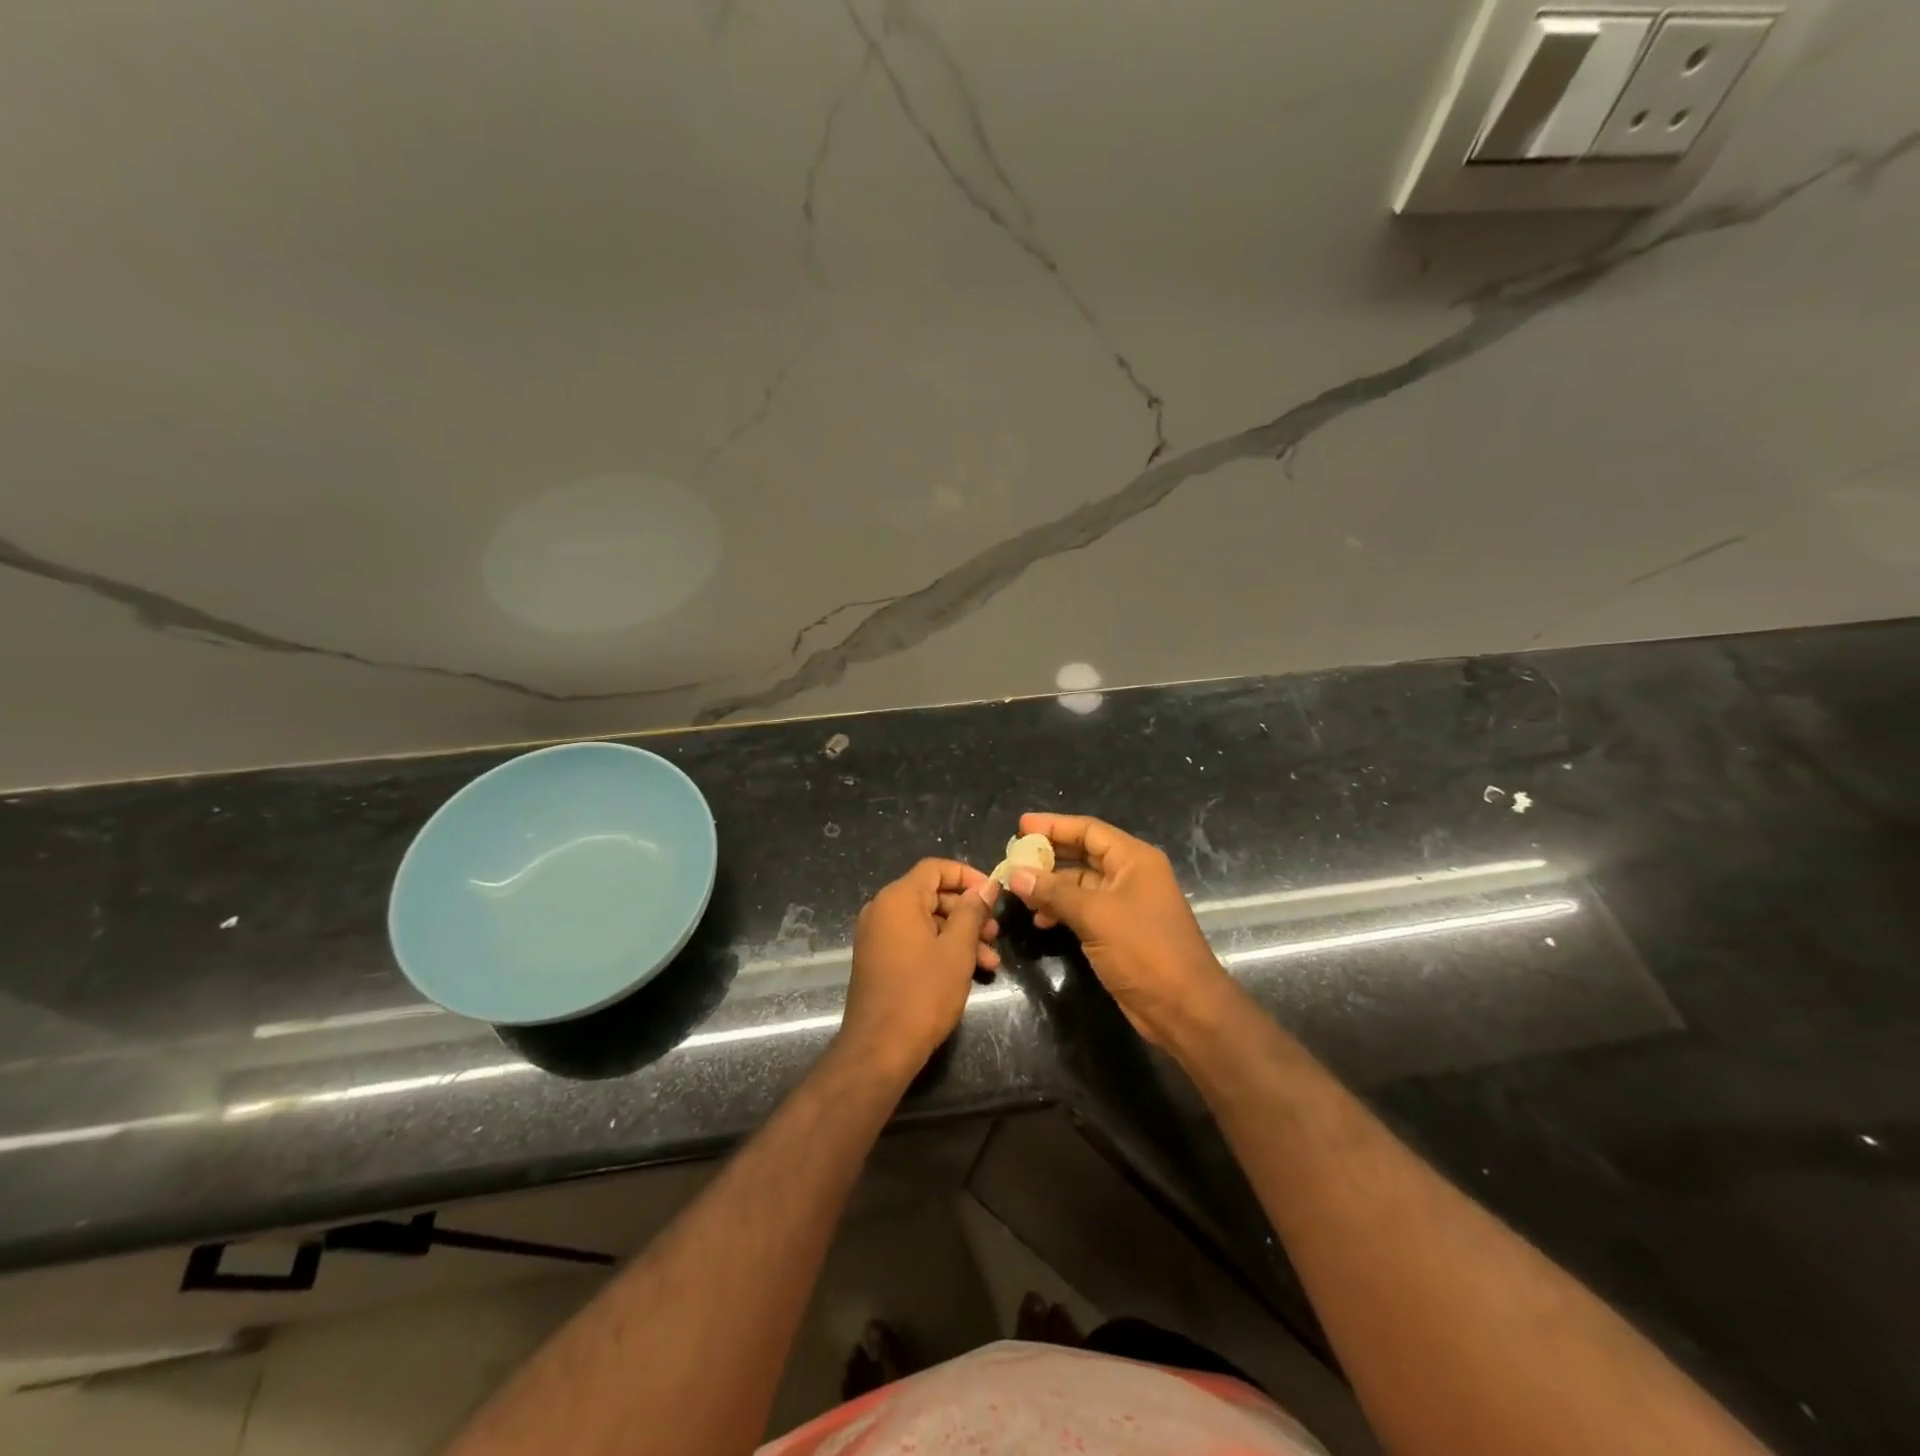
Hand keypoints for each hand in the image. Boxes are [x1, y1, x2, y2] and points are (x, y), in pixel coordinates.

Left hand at [840, 858, 1000, 1079]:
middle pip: (932, 895)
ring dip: (960, 935)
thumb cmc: (923, 993)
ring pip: (926, 922)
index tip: (993, 893)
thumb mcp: (957, 950)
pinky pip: (914, 941)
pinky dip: (940, 949)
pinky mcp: (879, 960)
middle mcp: (882, 910)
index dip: (967, 876)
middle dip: (968, 912)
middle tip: (996, 933)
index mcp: (898, 899)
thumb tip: (986, 885)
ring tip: (991, 961)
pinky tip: (969, 972)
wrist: (880, 1049)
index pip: (935, 868)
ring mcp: (877, 936)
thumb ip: (972, 912)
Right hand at [1006, 813, 1236, 1050]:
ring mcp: (1125, 904)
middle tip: (1014, 857)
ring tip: (1020, 893)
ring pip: (1081, 884)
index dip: (1054, 825)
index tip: (1020, 826)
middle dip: (1049, 855)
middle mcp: (1131, 875)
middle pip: (1084, 853)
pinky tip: (1040, 920)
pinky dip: (1061, 910)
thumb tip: (1016, 875)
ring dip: (1051, 886)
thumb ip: (1054, 892)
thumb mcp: (1095, 916)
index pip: (1088, 830)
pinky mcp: (1119, 931)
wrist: (1184, 1008)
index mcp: (1134, 860)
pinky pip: (1084, 909)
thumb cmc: (1144, 950)